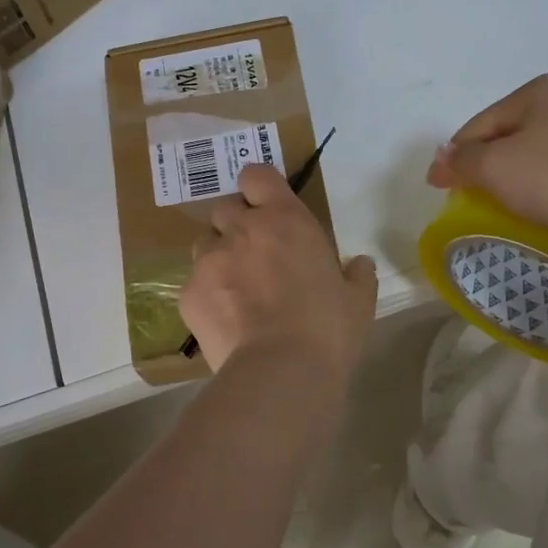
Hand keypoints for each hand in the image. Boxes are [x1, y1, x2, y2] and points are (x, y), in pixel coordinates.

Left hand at [181, 164, 377, 375]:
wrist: (280, 372)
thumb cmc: (328, 329)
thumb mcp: (358, 300)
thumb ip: (358, 274)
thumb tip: (360, 264)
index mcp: (284, 220)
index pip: (256, 175)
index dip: (258, 187)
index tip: (266, 205)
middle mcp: (241, 230)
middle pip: (225, 208)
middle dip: (237, 225)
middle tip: (255, 254)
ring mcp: (209, 261)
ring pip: (205, 245)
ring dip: (219, 258)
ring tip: (236, 290)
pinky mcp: (188, 294)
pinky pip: (194, 284)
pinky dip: (207, 296)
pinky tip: (225, 321)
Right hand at [426, 75, 547, 245]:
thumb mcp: (496, 169)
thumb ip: (461, 161)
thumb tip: (442, 159)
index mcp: (538, 91)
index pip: (479, 125)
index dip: (456, 158)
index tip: (445, 190)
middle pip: (517, 135)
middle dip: (496, 164)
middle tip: (485, 200)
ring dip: (534, 173)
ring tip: (530, 208)